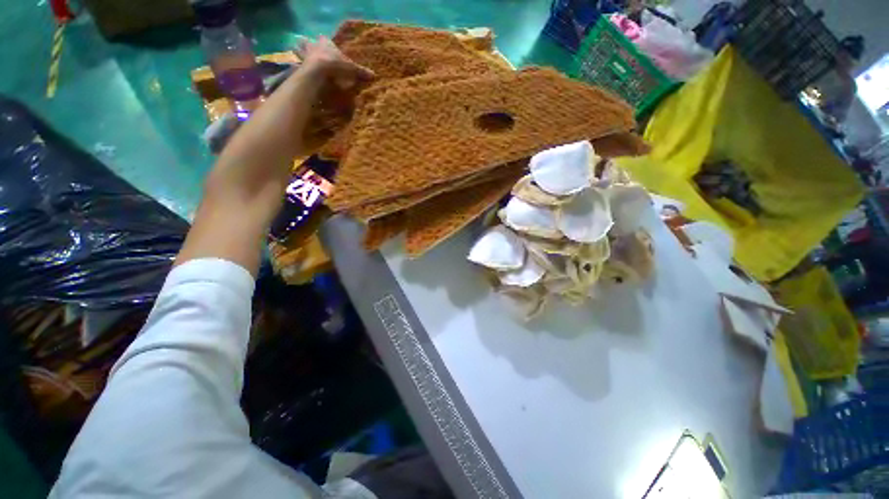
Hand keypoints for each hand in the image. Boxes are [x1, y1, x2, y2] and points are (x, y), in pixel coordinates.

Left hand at [295, 35, 373, 88]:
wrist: (318, 73)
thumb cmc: (335, 65)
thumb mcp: (351, 69)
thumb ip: (361, 72)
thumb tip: (374, 75)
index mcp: (326, 42)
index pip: (325, 39)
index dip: (325, 42)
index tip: (326, 45)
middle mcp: (314, 46)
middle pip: (309, 42)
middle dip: (309, 45)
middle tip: (312, 51)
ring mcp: (305, 56)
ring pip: (300, 51)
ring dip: (301, 55)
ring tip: (303, 60)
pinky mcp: (300, 66)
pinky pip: (299, 65)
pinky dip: (300, 68)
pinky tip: (303, 72)